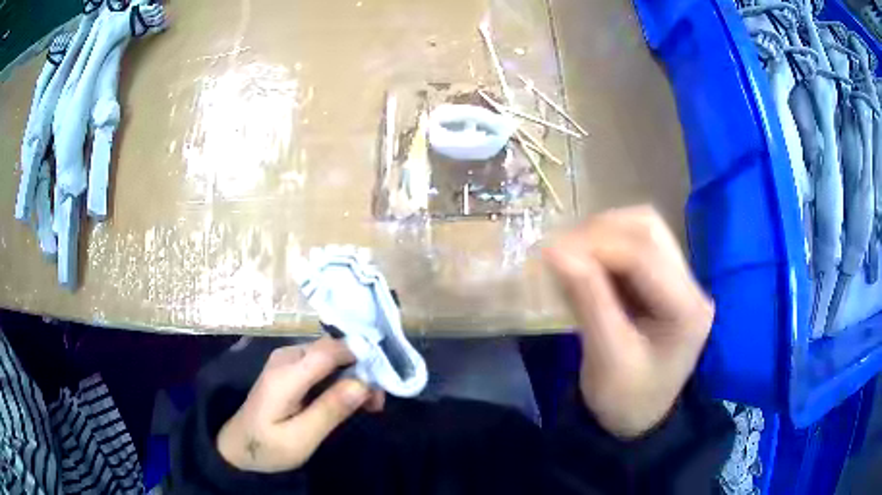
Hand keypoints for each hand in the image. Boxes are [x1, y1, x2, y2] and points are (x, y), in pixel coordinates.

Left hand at [217, 338, 384, 472]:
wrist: (238, 445)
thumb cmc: (267, 446)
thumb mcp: (300, 438)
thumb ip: (329, 410)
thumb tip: (363, 383)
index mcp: (286, 374)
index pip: (331, 350)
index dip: (362, 358)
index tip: (385, 381)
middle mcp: (286, 357)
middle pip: (333, 349)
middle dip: (361, 369)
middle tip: (377, 402)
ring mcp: (287, 360)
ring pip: (331, 355)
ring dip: (353, 375)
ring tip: (368, 405)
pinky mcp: (289, 368)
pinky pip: (322, 363)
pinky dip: (340, 378)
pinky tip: (349, 399)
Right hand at [544, 206, 713, 438]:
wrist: (640, 417)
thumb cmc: (625, 399)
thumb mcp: (606, 358)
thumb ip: (587, 300)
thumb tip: (555, 250)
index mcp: (687, 309)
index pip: (644, 254)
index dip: (596, 244)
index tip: (550, 251)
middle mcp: (691, 285)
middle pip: (648, 229)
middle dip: (600, 231)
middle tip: (560, 251)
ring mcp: (681, 279)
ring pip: (642, 229)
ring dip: (603, 234)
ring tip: (571, 256)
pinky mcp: (665, 280)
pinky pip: (635, 245)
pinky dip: (605, 246)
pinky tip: (586, 264)